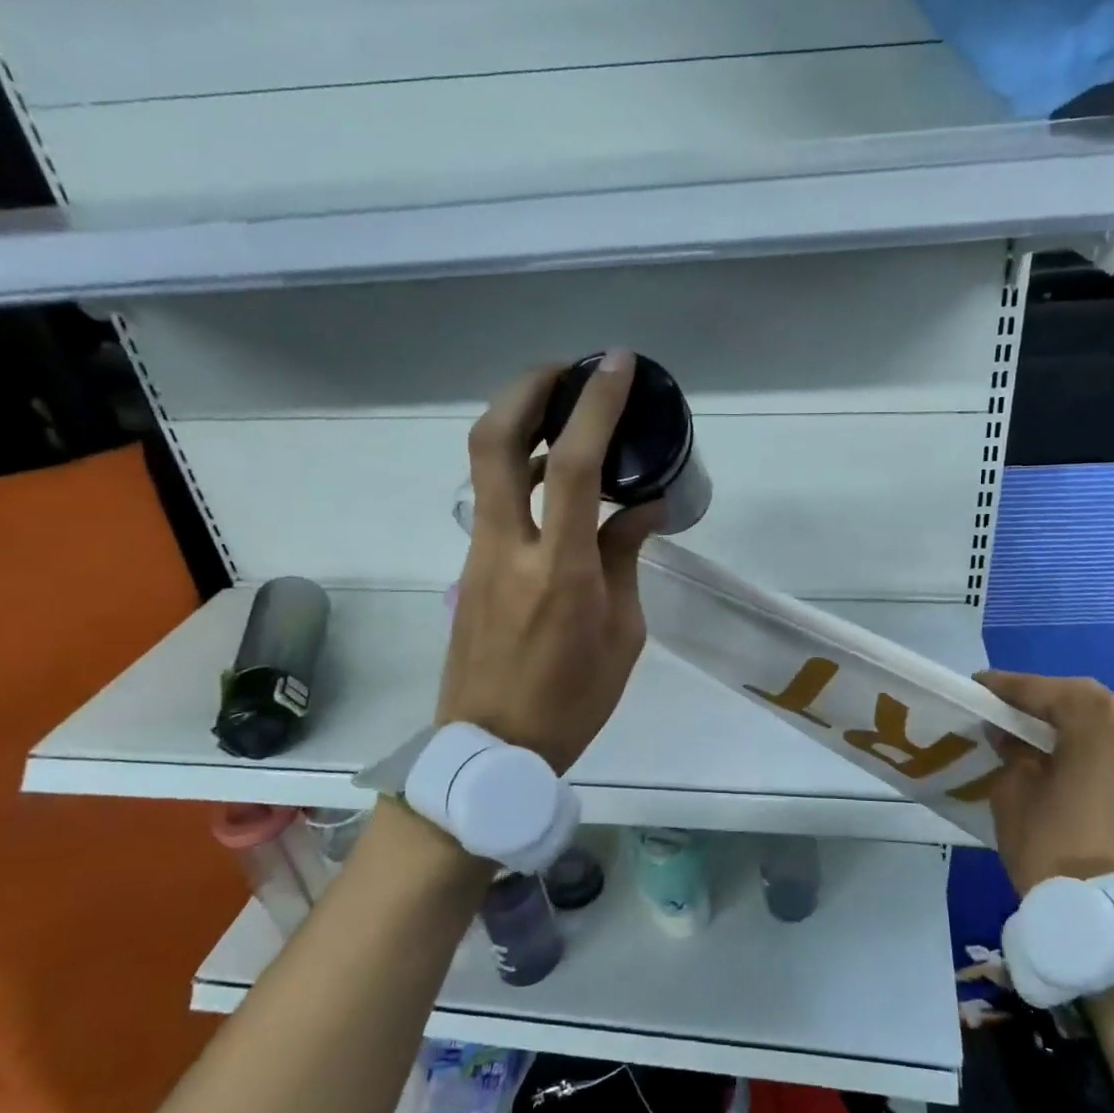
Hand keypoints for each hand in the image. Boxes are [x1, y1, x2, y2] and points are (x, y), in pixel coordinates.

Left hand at [437, 352, 664, 772]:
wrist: (492, 747)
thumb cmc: (572, 701)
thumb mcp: (622, 634)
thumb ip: (627, 559)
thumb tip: (643, 508)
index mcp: (559, 569)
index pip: (574, 466)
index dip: (594, 406)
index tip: (615, 365)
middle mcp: (509, 548)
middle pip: (494, 440)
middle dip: (526, 389)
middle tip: (566, 371)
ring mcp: (480, 555)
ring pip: (485, 465)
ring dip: (521, 425)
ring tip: (568, 416)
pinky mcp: (470, 567)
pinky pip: (494, 500)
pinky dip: (523, 470)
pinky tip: (558, 479)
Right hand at [974, 672, 1113, 894]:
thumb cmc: (1054, 846)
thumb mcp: (1014, 793)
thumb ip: (1013, 753)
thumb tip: (1011, 736)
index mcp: (1101, 719)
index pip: (1046, 690)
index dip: (1008, 688)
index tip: (982, 687)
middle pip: (1097, 704)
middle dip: (1059, 707)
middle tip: (1026, 719)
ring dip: (1100, 734)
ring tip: (1070, 751)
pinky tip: (1107, 785)